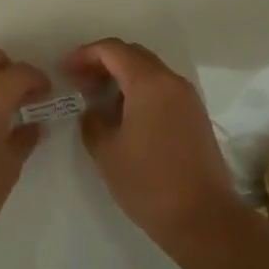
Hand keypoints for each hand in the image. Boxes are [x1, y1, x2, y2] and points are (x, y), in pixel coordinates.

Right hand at [65, 38, 237, 246]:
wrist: (203, 218)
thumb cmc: (149, 182)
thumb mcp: (107, 152)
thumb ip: (93, 121)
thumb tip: (93, 110)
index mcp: (150, 83)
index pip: (113, 50)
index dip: (85, 55)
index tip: (66, 71)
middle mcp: (172, 82)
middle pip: (134, 55)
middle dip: (104, 63)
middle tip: (80, 84)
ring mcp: (188, 99)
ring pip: (150, 72)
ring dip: (122, 78)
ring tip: (98, 101)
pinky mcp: (195, 117)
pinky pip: (163, 90)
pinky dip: (140, 92)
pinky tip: (124, 117)